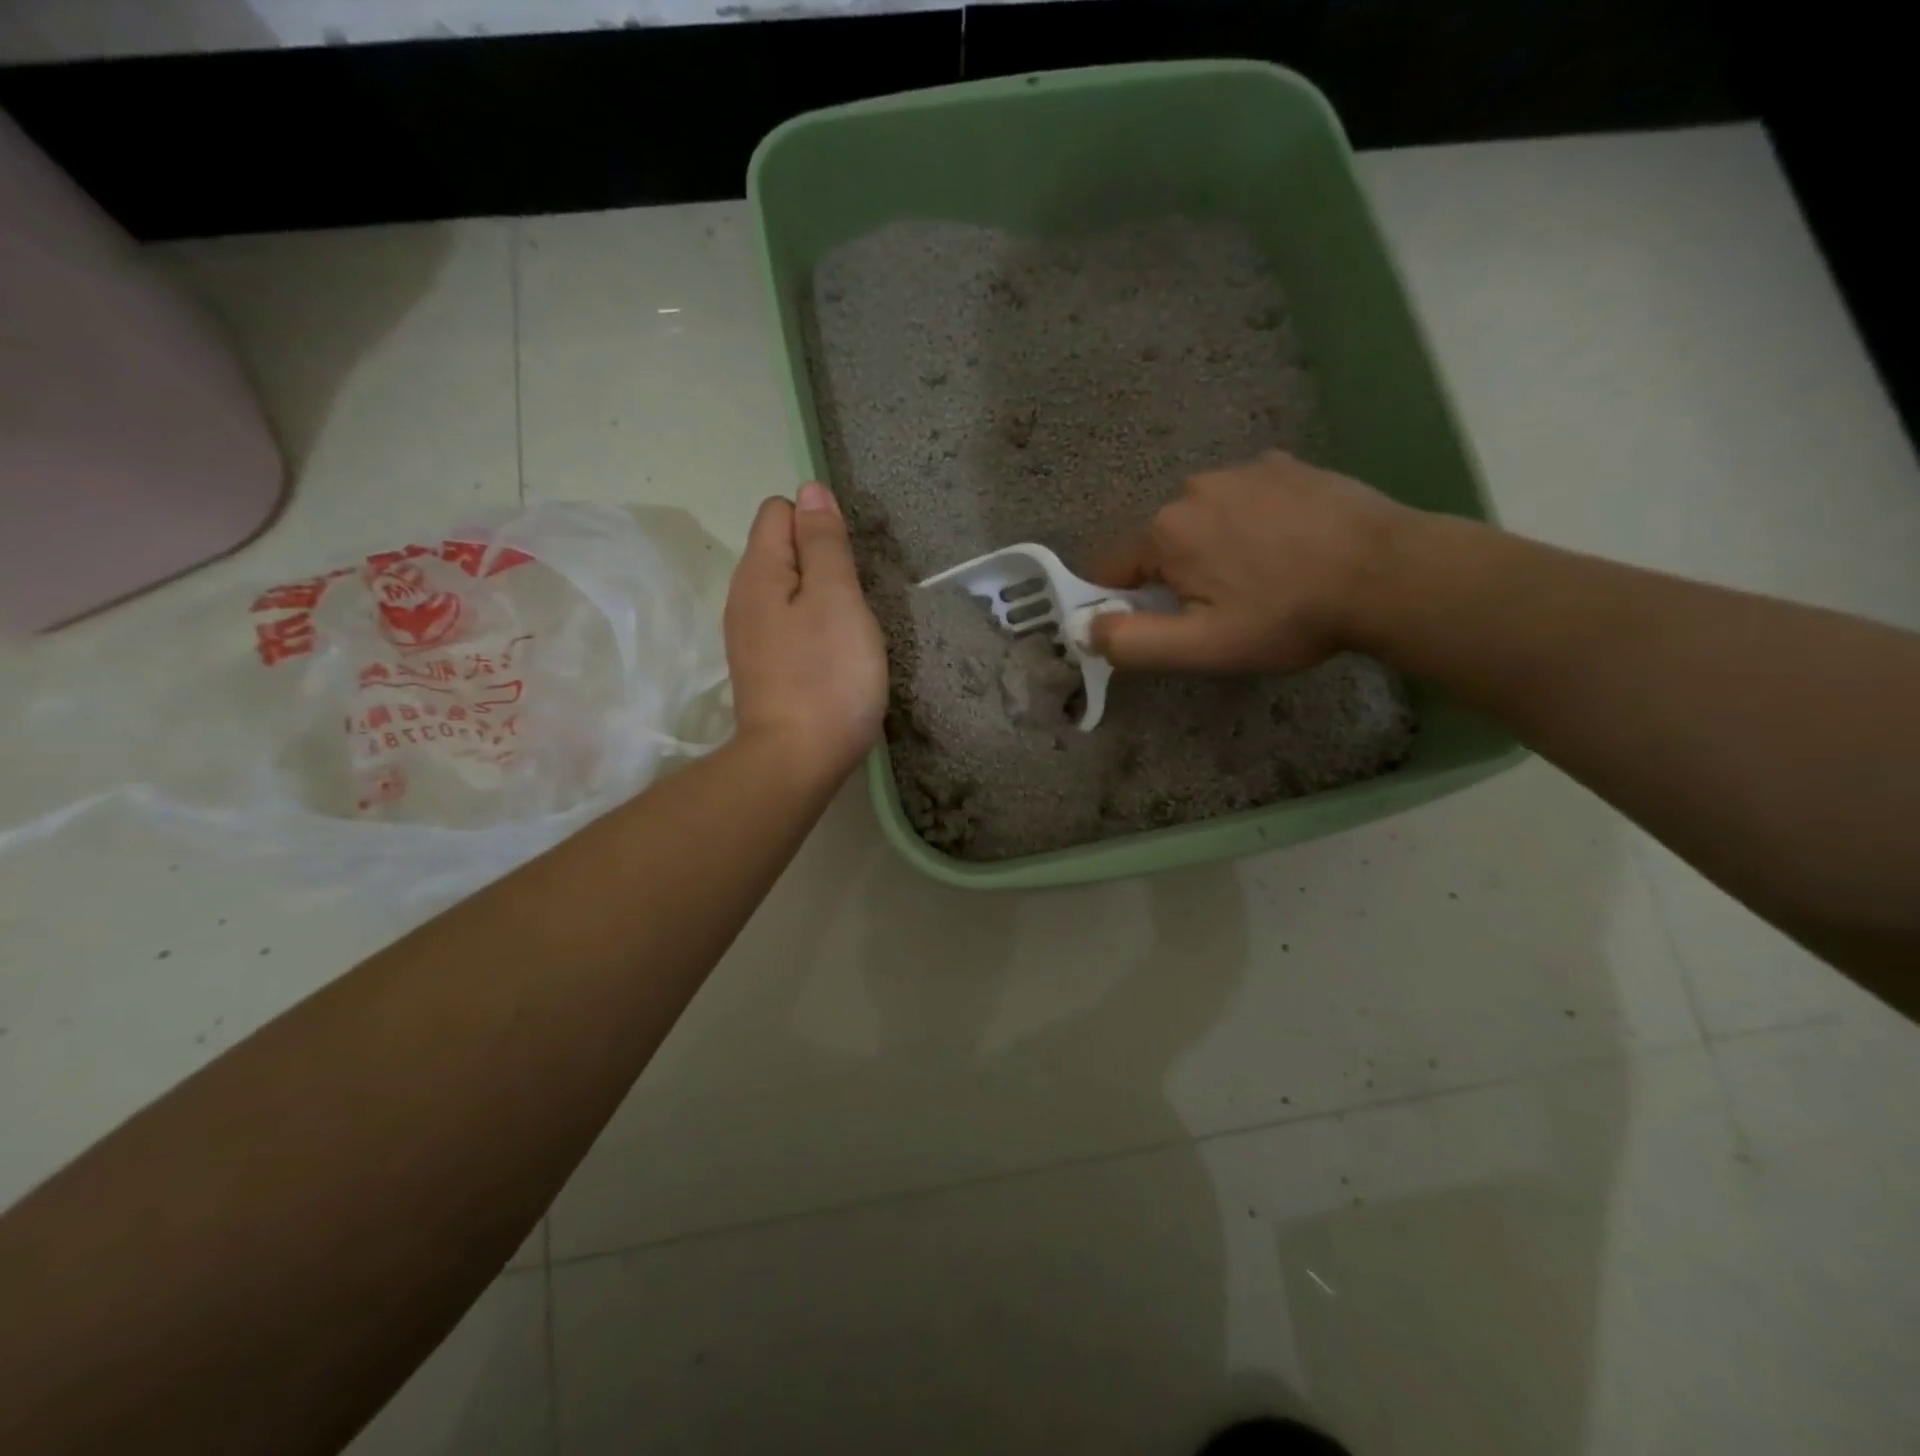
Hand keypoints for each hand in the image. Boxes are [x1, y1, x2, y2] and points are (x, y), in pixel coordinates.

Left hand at [724, 482, 887, 784]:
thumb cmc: (827, 676)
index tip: (846, 566)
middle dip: (822, 564)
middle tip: (852, 605)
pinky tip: (832, 659)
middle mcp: (743, 598)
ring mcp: (749, 637)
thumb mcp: (837, 598)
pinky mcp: (763, 669)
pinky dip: (813, 631)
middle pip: (783, 550)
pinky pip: (789, 627)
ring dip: (821, 600)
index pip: (780, 511)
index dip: (817, 525)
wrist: (796, 762)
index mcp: (759, 572)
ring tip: (847, 634)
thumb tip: (810, 489)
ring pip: (789, 592)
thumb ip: (824, 543)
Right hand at [1086, 450, 1411, 673]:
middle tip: (1221, 609)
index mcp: (1165, 531)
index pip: (1109, 567)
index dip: (1122, 601)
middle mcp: (1192, 488)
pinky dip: (1248, 522)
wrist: (1391, 572)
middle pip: (1157, 543)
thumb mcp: (1204, 647)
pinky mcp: (1282, 463)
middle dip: (1172, 576)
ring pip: (1199, 519)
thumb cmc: (1289, 616)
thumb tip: (1085, 630)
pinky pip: (1242, 499)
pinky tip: (1287, 547)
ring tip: (1261, 577)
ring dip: (1211, 547)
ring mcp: (1241, 469)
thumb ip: (1134, 642)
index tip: (1159, 624)